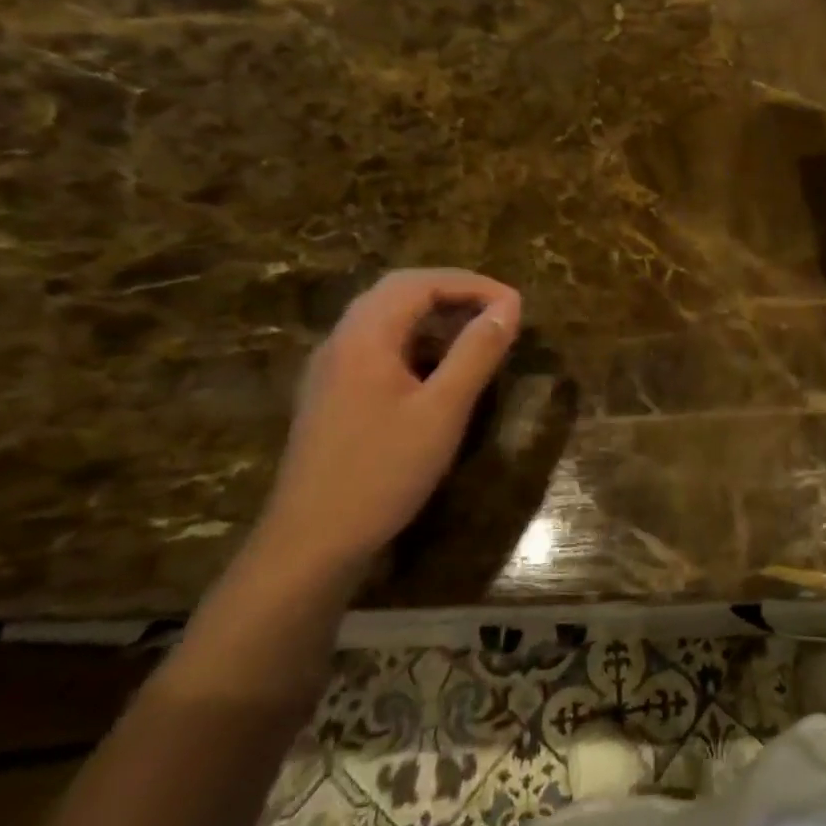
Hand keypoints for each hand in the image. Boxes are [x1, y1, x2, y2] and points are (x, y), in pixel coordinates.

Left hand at [255, 269, 521, 576]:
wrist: (311, 542)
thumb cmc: (383, 472)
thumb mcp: (443, 411)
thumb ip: (476, 353)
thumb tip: (508, 307)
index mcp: (364, 336)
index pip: (420, 283)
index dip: (472, 284)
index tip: (514, 304)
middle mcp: (341, 341)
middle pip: (398, 291)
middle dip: (452, 291)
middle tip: (496, 309)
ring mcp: (330, 369)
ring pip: (384, 318)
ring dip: (432, 315)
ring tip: (474, 333)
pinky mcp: (331, 395)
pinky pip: (375, 346)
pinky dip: (413, 341)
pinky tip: (436, 370)